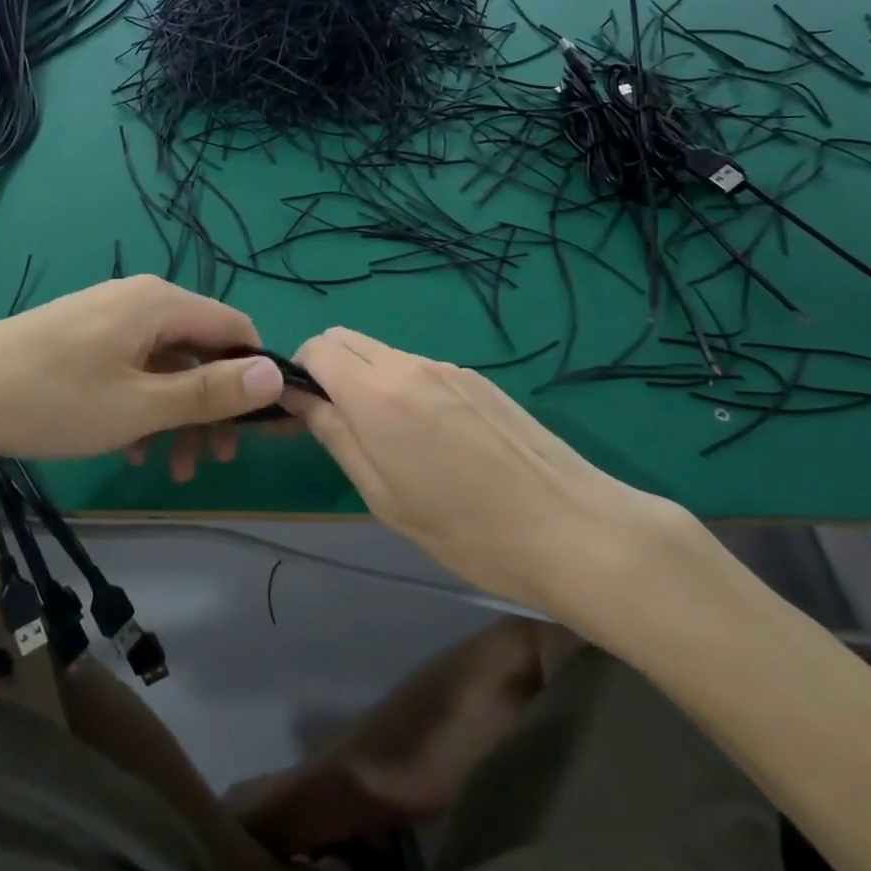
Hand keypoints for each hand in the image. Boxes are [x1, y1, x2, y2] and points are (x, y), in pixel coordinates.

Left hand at [0, 277, 284, 478]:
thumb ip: (211, 391)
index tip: (256, 429)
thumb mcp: (141, 405)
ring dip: (178, 415)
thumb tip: (278, 374)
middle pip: (201, 350)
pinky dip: (144, 406)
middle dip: (213, 407)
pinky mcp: (84, 337)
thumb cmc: (54, 400)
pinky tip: (129, 448)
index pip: (236, 328)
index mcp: (161, 304)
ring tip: (170, 468)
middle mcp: (141, 300)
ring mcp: (109, 317)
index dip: (255, 376)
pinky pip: (134, 368)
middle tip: (211, 462)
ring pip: (167, 365)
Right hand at [286, 327, 696, 614]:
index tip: (300, 414)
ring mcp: (449, 367)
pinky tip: (431, 438)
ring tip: (388, 439)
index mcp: (379, 393)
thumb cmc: (467, 531)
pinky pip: (419, 368)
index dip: (298, 374)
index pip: (317, 347)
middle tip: (335, 423)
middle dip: (327, 370)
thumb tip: (299, 399)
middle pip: (346, 339)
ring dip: (365, 379)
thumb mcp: (384, 496)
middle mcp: (410, 364)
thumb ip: (336, 435)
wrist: (572, 529)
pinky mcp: (477, 378)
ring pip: (383, 353)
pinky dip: (402, 386)